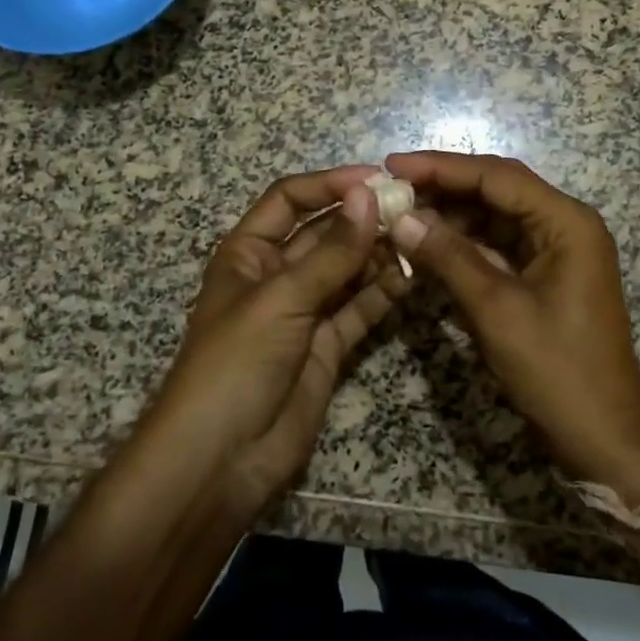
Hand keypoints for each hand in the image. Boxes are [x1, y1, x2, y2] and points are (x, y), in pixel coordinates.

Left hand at [143, 166, 410, 516]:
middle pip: (324, 233)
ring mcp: (304, 311)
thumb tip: (370, 195)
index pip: (291, 199)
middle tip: (413, 208)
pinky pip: (359, 309)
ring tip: (419, 240)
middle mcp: (277, 274)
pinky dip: (383, 293)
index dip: (330, 184)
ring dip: (378, 254)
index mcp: (249, 252)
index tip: (378, 179)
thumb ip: (332, 252)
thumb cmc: (235, 364)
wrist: (220, 461)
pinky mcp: (327, 346)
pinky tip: (412, 278)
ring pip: (347, 270)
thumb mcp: (281, 300)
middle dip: (363, 219)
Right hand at [386, 151, 639, 503]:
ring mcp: (557, 250)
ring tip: (401, 214)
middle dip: (444, 187)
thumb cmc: (557, 370)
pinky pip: (499, 245)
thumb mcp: (496, 309)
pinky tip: (428, 245)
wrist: (603, 436)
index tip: (392, 165)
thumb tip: (400, 217)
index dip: (441, 167)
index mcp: (566, 222)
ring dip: (451, 215)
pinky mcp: (545, 275)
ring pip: (495, 216)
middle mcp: (565, 224)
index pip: (496, 176)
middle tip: (391, 188)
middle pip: (497, 189)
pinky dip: (464, 244)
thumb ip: (448, 257)